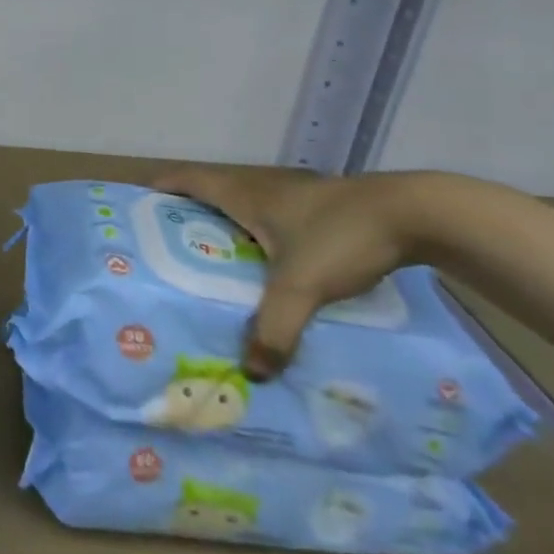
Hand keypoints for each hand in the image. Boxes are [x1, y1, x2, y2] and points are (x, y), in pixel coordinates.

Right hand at [151, 164, 417, 378]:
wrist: (415, 214)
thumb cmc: (340, 235)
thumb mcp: (302, 287)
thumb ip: (274, 328)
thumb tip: (251, 373)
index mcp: (242, 192)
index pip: (186, 179)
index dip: (160, 189)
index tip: (138, 208)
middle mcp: (261, 186)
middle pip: (210, 191)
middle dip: (187, 214)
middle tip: (171, 248)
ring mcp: (293, 193)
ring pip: (244, 204)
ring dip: (224, 223)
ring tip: (213, 262)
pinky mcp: (321, 206)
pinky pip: (273, 216)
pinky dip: (258, 233)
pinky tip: (270, 265)